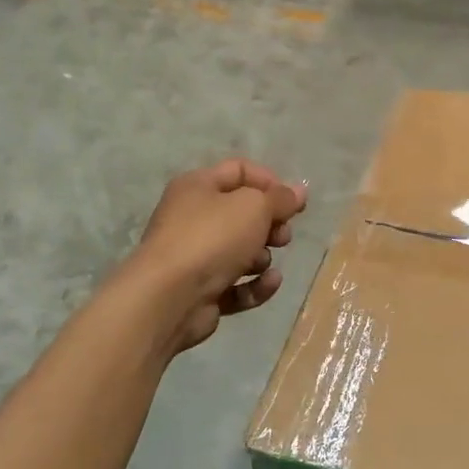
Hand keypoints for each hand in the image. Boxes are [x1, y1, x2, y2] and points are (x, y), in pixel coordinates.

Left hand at [130, 159, 306, 355]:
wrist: (168, 298)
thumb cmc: (211, 238)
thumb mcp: (254, 207)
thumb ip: (280, 198)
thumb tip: (299, 190)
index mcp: (198, 187)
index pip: (240, 171)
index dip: (270, 182)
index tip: (294, 202)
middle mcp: (193, 217)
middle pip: (243, 213)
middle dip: (270, 224)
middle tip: (283, 236)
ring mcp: (195, 257)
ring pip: (241, 250)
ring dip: (261, 257)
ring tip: (262, 262)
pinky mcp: (201, 292)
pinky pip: (237, 284)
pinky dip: (255, 285)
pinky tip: (268, 283)